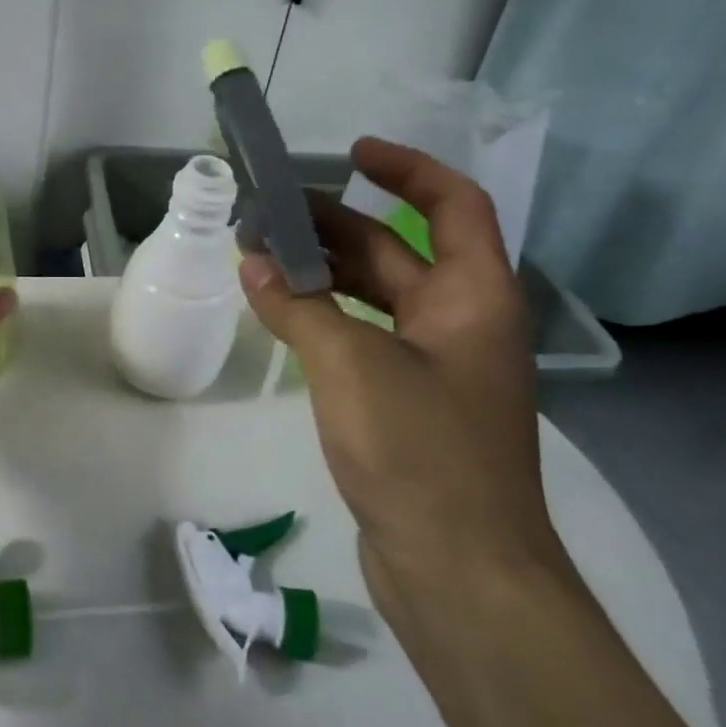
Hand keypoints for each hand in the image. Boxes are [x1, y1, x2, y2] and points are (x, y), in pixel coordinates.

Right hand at [238, 138, 563, 613]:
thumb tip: (253, 264)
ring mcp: (434, 366)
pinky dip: (323, 317)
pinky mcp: (406, 403)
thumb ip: (299, 307)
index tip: (351, 153)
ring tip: (261, 257)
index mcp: (472, 298)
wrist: (460, 572)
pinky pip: (363, 337)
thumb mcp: (352, 364)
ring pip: (375, 296)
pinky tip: (279, 315)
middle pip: (398, 250)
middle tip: (270, 212)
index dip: (407, 170)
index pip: (453, 205)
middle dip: (336, 224)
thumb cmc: (421, 452)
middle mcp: (460, 323)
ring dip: (323, 272)